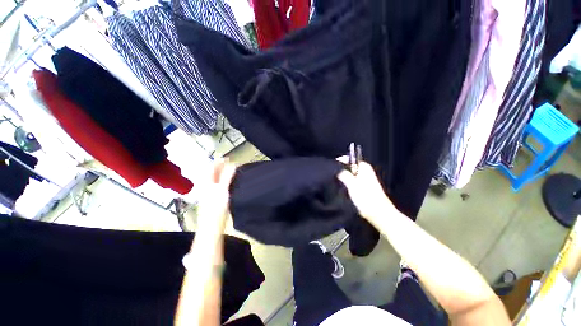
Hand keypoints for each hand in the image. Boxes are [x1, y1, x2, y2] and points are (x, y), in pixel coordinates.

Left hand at [196, 159, 236, 235]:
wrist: (211, 227)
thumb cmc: (216, 208)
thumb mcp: (222, 190)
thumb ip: (226, 177)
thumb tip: (232, 165)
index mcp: (207, 184)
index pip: (211, 169)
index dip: (218, 163)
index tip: (227, 158)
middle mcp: (207, 187)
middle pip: (212, 174)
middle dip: (220, 167)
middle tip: (229, 162)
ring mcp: (209, 194)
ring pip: (215, 180)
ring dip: (221, 174)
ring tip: (229, 169)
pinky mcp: (214, 199)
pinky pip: (217, 186)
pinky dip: (223, 181)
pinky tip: (228, 182)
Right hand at [336, 157, 394, 222]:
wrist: (378, 213)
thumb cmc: (365, 197)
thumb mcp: (352, 184)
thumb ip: (343, 174)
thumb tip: (335, 168)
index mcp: (364, 166)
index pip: (348, 158)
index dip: (339, 162)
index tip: (329, 167)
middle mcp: (364, 170)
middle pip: (348, 166)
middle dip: (339, 170)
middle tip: (330, 176)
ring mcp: (364, 178)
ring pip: (349, 173)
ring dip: (342, 176)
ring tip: (334, 181)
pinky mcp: (363, 185)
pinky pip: (351, 179)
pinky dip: (345, 182)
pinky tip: (341, 187)